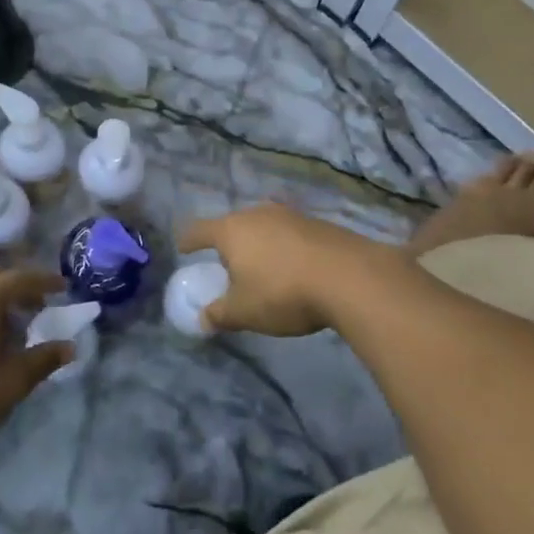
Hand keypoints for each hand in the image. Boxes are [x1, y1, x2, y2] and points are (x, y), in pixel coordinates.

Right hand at [177, 204, 396, 337]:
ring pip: (265, 227)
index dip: (189, 240)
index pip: (199, 230)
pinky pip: (291, 235)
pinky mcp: (319, 224)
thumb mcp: (244, 311)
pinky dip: (286, 249)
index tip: (183, 247)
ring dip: (260, 244)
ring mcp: (291, 216)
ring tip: (262, 267)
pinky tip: (294, 269)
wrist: (350, 277)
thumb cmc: (283, 292)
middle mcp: (258, 214)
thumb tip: (203, 319)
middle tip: (226, 264)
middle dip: (228, 243)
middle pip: (234, 225)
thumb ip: (219, 314)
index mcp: (231, 230)